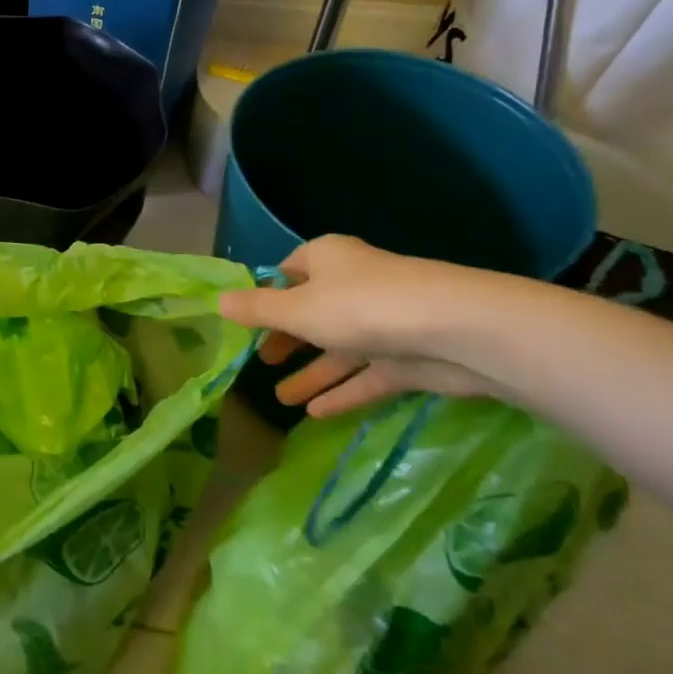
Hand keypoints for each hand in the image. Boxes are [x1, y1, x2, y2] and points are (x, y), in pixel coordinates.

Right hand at [217, 236, 504, 418]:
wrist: (455, 331)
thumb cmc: (360, 306)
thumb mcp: (296, 309)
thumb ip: (257, 310)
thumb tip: (217, 301)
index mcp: (327, 259)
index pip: (289, 271)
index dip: (267, 294)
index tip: (247, 321)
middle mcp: (353, 285)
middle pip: (312, 312)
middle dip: (286, 338)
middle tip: (260, 362)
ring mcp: (383, 322)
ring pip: (338, 349)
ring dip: (311, 372)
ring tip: (280, 400)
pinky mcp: (407, 358)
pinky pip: (366, 375)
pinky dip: (342, 391)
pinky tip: (315, 414)